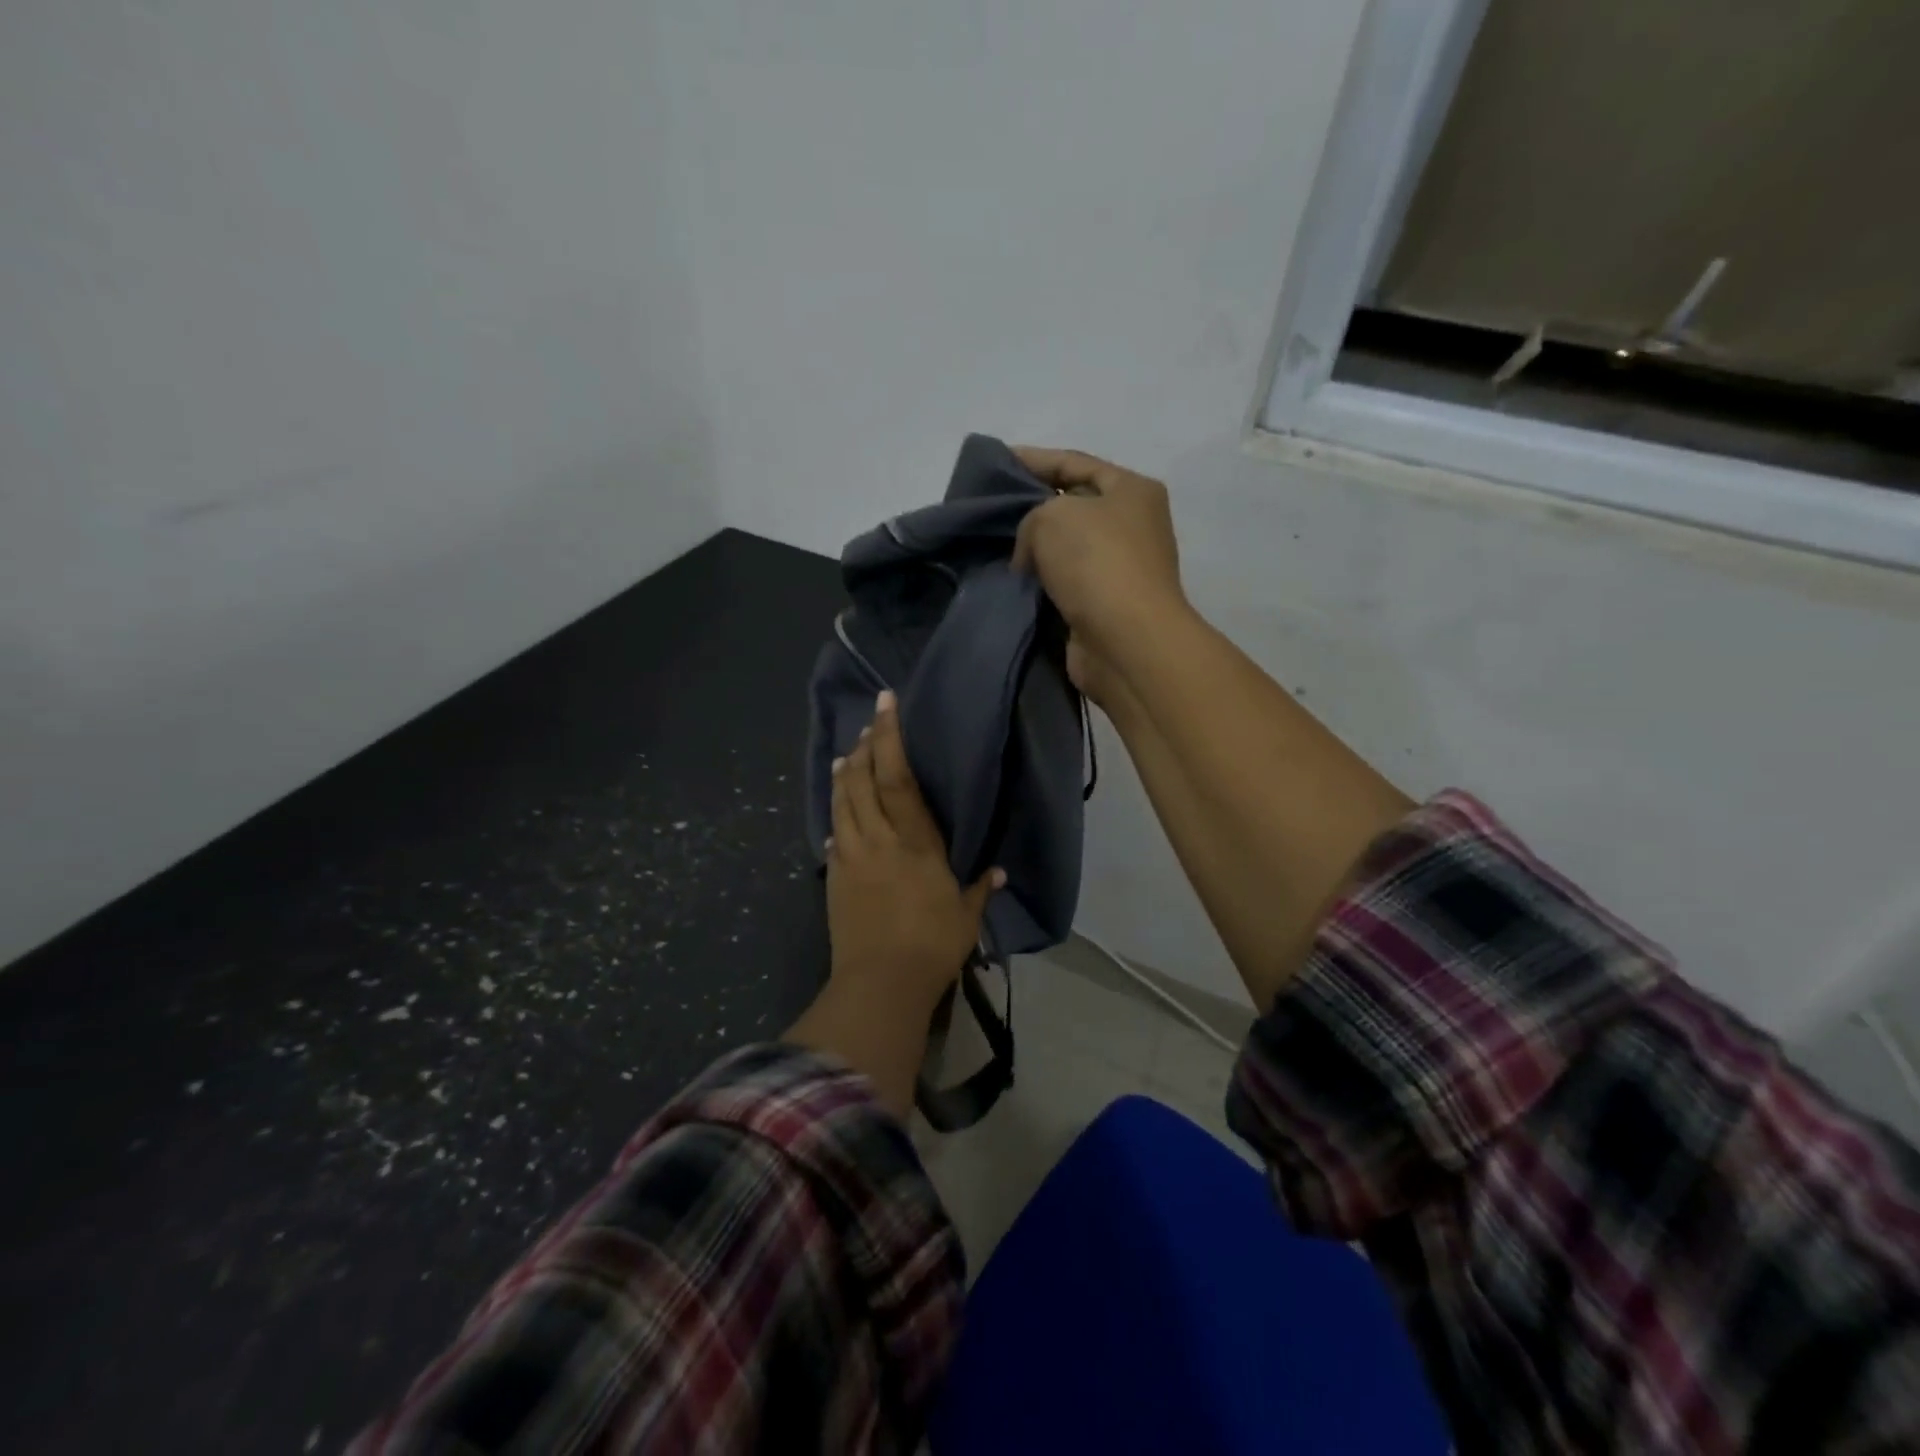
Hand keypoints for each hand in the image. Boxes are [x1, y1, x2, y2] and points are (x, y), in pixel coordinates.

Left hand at [826, 691, 1002, 1017]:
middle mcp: (877, 838)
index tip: (886, 705)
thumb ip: (980, 888)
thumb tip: (998, 870)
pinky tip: (838, 810)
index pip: (897, 777)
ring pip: (841, 800)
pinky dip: (836, 813)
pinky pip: (832, 832)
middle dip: (864, 745)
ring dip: (844, 773)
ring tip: (848, 754)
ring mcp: (849, 856)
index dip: (890, 737)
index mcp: (914, 841)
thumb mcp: (965, 915)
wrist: (879, 983)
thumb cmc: (932, 945)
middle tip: (869, 724)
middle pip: (862, 779)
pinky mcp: (834, 876)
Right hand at [1010, 448, 1188, 703]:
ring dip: (1034, 552)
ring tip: (993, 548)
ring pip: (1066, 550)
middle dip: (1032, 508)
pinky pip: (1063, 585)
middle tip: (989, 510)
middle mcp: (1132, 526)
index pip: (1075, 463)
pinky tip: (1010, 584)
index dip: (1035, 459)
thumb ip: (1030, 519)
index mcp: (1132, 490)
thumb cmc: (1096, 563)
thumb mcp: (1051, 517)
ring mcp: (1120, 569)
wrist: (1126, 641)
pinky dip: (1040, 584)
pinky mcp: (1104, 606)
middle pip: (1073, 506)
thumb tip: (1031, 557)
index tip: (997, 462)